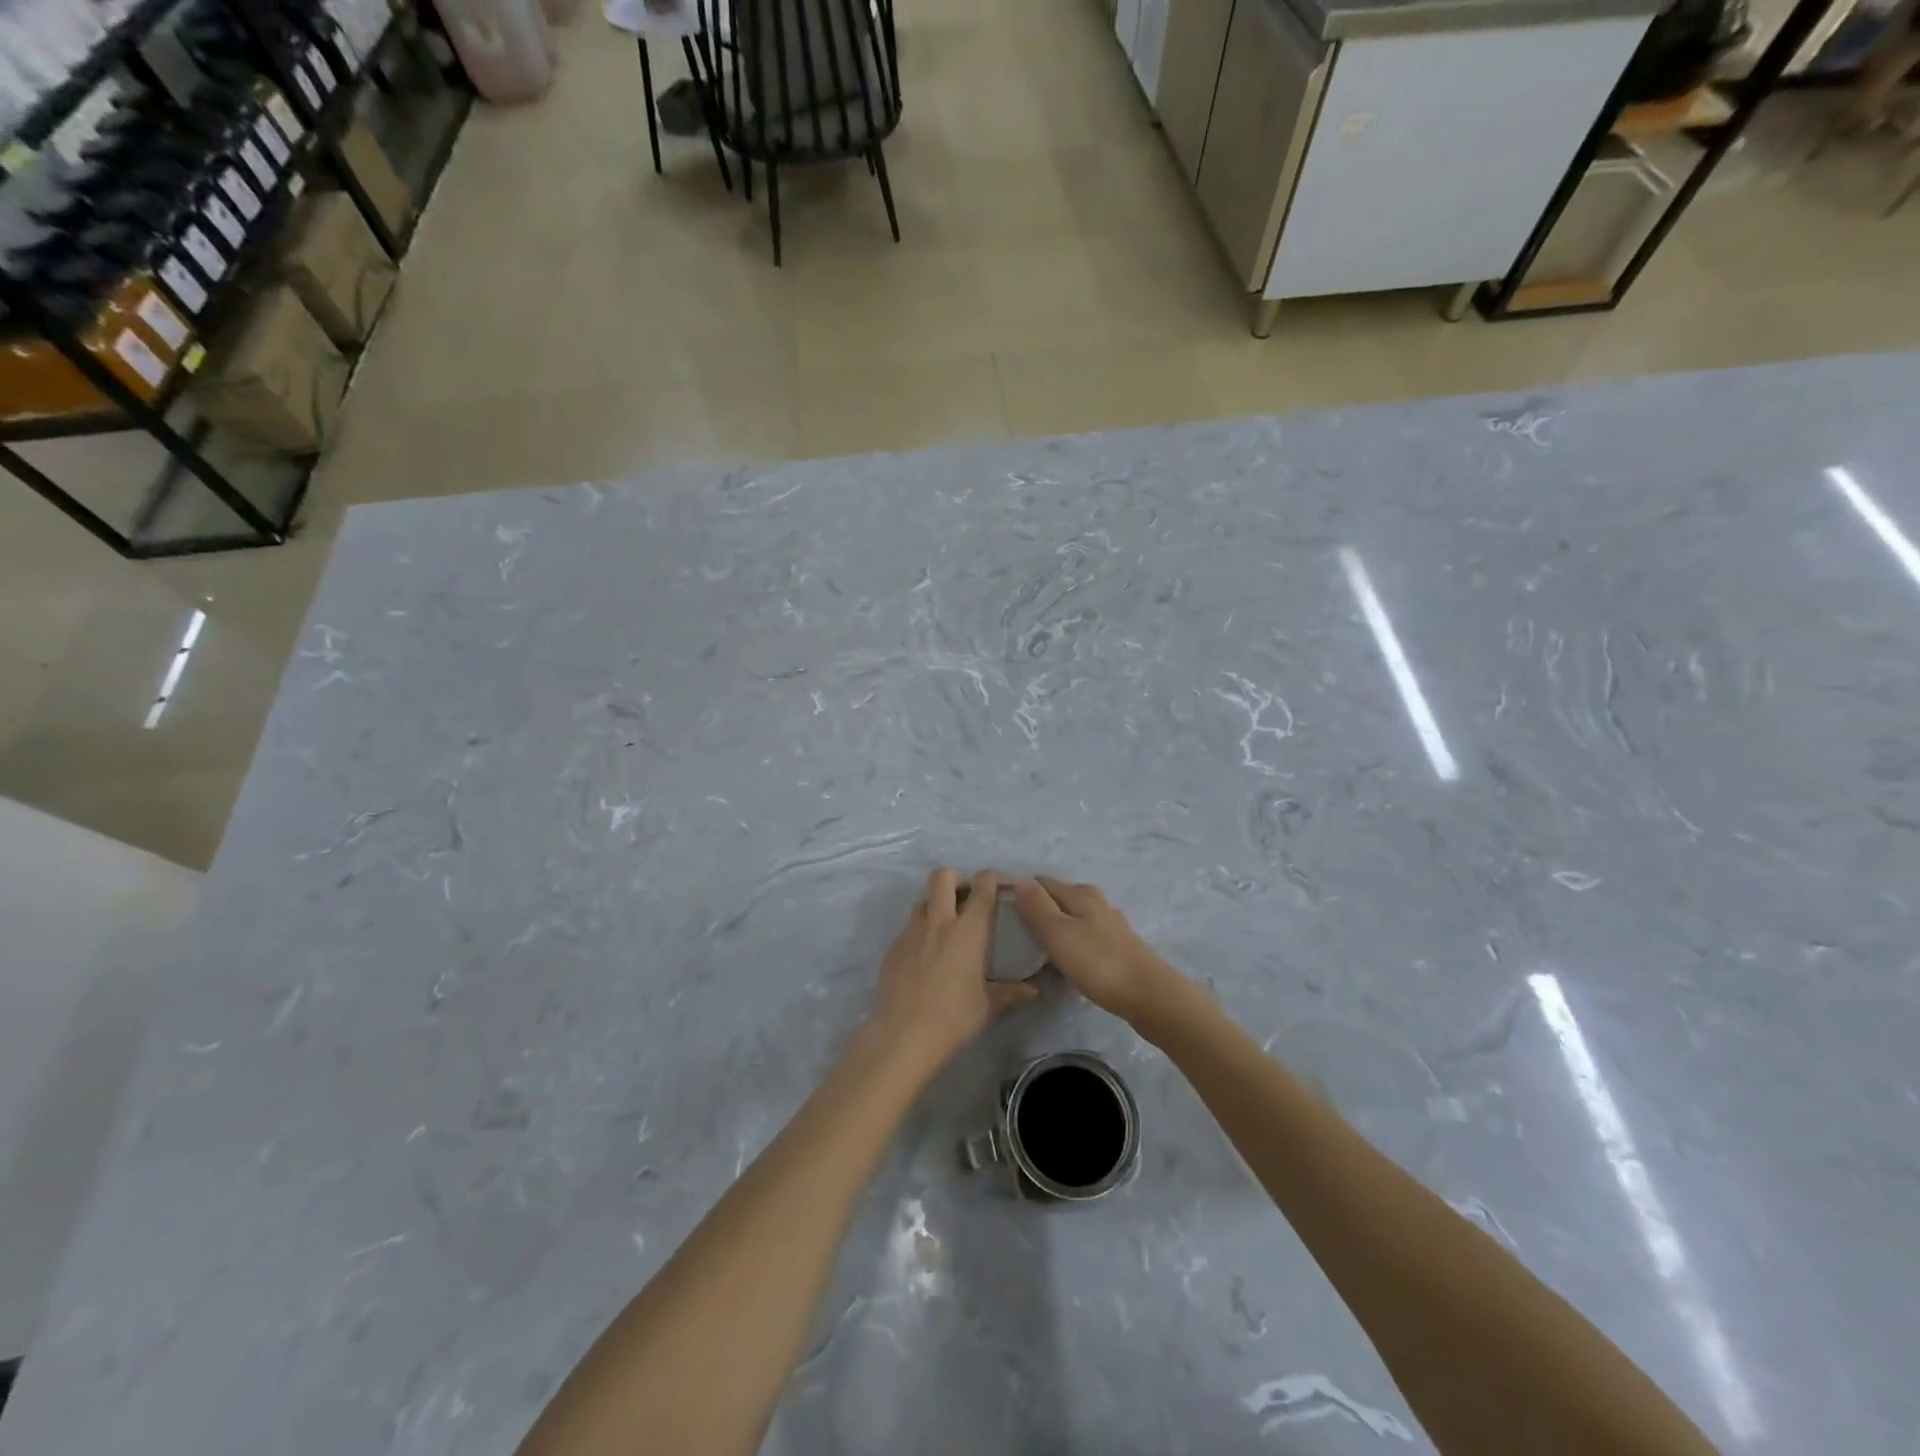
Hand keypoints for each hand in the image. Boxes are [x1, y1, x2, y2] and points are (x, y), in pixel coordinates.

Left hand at [871, 868, 1039, 1069]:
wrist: (903, 1034)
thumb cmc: (954, 1017)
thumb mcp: (989, 1006)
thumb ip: (1012, 992)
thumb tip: (1034, 990)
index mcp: (969, 930)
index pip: (982, 886)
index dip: (991, 877)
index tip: (998, 883)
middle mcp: (939, 921)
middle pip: (942, 876)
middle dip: (956, 878)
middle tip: (966, 898)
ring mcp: (911, 932)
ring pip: (923, 899)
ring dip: (936, 903)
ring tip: (946, 927)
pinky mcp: (893, 947)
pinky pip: (909, 926)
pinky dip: (921, 930)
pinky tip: (926, 956)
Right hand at [1012, 876, 1189, 1028]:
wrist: (1149, 996)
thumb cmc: (1098, 963)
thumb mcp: (1058, 934)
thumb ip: (1037, 907)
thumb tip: (1017, 879)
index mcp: (1080, 894)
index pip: (1042, 882)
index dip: (1022, 892)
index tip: (1002, 910)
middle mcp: (1096, 902)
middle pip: (1060, 897)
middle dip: (1039, 907)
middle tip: (1017, 931)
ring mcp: (1111, 924)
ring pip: (1075, 916)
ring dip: (1058, 925)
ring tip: (1040, 946)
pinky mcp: (1120, 946)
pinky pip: (1087, 935)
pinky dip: (1074, 941)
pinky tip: (1070, 958)